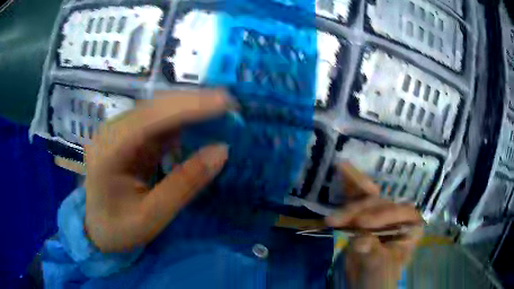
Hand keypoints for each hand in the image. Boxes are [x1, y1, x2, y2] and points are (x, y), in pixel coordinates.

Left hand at [84, 90, 233, 251]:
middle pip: (154, 107)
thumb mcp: (151, 217)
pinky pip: (158, 122)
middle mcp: (111, 133)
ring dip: (190, 108)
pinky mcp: (129, 137)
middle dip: (193, 102)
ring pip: (158, 110)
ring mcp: (120, 132)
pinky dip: (183, 121)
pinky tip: (201, 122)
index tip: (224, 102)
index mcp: (108, 152)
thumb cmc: (119, 229)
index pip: (148, 119)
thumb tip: (221, 151)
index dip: (187, 106)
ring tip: (222, 109)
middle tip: (230, 103)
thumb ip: (184, 184)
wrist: (98, 230)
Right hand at [326, 163, 423, 288]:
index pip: (400, 213)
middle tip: (336, 219)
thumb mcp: (379, 268)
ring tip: (340, 171)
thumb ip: (373, 254)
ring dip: (352, 189)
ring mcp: (380, 214)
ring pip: (368, 196)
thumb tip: (360, 242)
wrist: (364, 282)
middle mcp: (398, 215)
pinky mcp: (364, 215)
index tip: (361, 225)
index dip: (382, 216)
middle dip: (358, 209)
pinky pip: (357, 198)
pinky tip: (342, 168)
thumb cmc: (380, 276)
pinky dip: (349, 185)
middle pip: (380, 203)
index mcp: (411, 226)